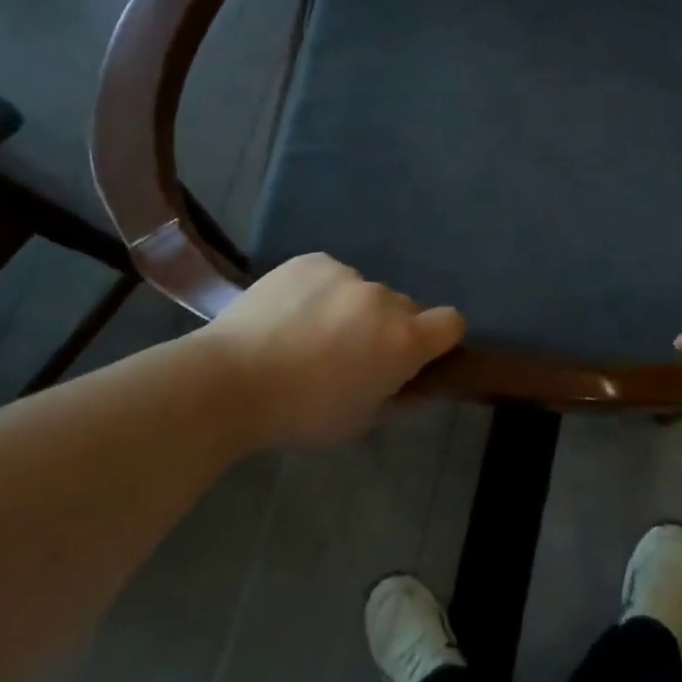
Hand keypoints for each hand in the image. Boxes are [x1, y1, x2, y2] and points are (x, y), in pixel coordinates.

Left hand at [200, 254, 465, 449]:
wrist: (229, 380)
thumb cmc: (301, 413)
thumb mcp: (360, 420)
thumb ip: (399, 396)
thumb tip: (419, 383)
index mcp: (403, 340)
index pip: (452, 322)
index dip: (441, 339)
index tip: (419, 355)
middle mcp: (383, 298)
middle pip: (405, 307)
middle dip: (390, 328)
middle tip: (353, 354)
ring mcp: (346, 274)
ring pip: (365, 292)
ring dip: (354, 309)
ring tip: (311, 334)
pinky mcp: (312, 260)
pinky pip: (332, 276)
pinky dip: (322, 292)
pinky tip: (290, 315)